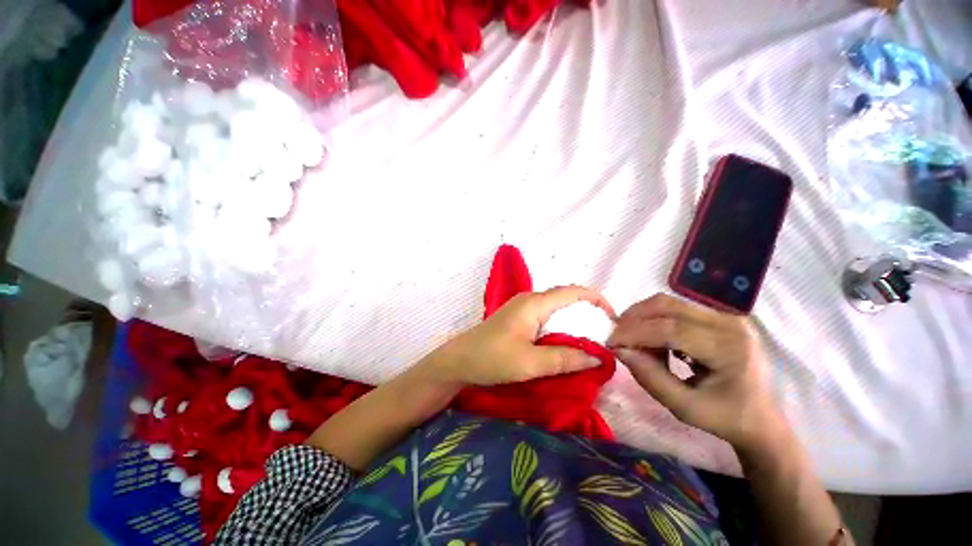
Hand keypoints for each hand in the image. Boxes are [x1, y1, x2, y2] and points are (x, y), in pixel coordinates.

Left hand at [431, 286, 615, 385]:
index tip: (613, 319)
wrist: (459, 361)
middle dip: (587, 312)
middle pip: (565, 298)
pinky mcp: (518, 318)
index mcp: (534, 303)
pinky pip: (546, 317)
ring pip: (556, 309)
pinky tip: (565, 341)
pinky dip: (560, 326)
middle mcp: (529, 299)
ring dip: (574, 321)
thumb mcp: (531, 363)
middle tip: (605, 335)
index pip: (572, 291)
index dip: (596, 300)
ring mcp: (522, 308)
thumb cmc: (492, 359)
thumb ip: (565, 359)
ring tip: (590, 340)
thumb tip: (598, 357)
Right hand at [607, 294, 784, 449]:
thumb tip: (619, 351)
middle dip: (633, 319)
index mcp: (729, 348)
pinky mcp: (718, 316)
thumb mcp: (685, 408)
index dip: (634, 333)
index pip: (670, 329)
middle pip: (667, 306)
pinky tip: (653, 340)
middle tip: (616, 336)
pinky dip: (654, 320)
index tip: (610, 342)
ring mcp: (725, 316)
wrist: (761, 419)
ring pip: (668, 303)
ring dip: (642, 317)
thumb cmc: (726, 418)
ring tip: (634, 341)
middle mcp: (729, 322)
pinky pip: (675, 308)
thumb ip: (650, 378)